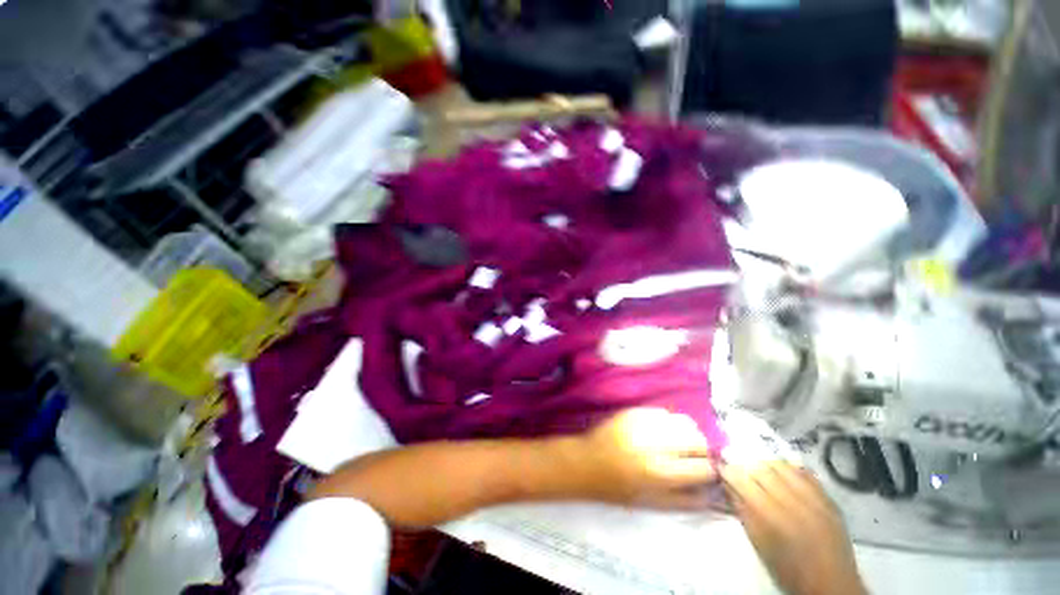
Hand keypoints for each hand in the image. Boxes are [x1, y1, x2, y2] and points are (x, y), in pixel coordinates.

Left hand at [566, 408, 717, 508]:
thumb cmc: (617, 488)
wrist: (587, 462)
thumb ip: (685, 500)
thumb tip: (711, 492)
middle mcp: (655, 444)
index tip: (704, 473)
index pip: (704, 468)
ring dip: (687, 434)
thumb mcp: (651, 504)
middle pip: (698, 439)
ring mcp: (644, 423)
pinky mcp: (634, 411)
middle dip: (701, 450)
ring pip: (683, 422)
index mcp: (661, 472)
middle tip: (692, 456)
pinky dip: (668, 423)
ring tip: (678, 443)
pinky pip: (663, 412)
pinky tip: (659, 432)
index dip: (708, 472)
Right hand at [722, 462, 866, 594]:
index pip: (741, 479)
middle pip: (761, 467)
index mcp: (770, 515)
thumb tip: (727, 484)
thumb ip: (742, 509)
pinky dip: (790, 469)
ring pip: (782, 465)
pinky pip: (804, 472)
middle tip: (740, 471)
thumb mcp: (758, 542)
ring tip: (761, 473)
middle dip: (746, 466)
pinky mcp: (828, 498)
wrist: (831, 584)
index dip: (728, 470)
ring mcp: (813, 498)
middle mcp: (791, 501)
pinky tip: (784, 475)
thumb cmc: (787, 568)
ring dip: (766, 465)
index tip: (721, 469)